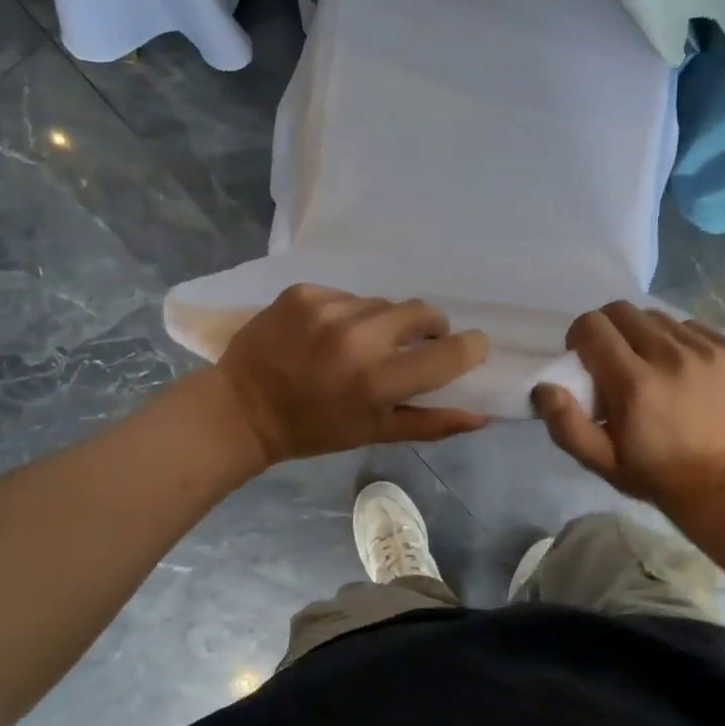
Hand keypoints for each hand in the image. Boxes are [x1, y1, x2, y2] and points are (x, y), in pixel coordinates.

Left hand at [212, 284, 489, 464]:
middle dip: (429, 325)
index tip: (470, 346)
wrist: (242, 408)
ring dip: (382, 321)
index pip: (447, 353)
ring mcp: (327, 310)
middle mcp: (356, 338)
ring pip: (381, 303)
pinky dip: (346, 312)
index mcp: (377, 382)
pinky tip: (327, 333)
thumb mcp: (374, 432)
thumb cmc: (314, 429)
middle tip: (416, 342)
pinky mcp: (303, 292)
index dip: (469, 347)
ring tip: (359, 343)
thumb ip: (431, 423)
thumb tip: (482, 414)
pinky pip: (346, 295)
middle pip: (420, 311)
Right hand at [533, 302, 724, 513]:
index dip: (580, 337)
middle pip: (623, 311)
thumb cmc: (653, 472)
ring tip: (653, 365)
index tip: (585, 358)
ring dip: (646, 335)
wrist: (723, 484)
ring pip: (658, 317)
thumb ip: (565, 424)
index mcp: (635, 384)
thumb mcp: (600, 461)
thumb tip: (543, 387)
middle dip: (609, 329)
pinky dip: (681, 341)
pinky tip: (684, 369)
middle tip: (615, 358)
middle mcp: (672, 358)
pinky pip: (693, 326)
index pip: (592, 326)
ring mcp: (709, 351)